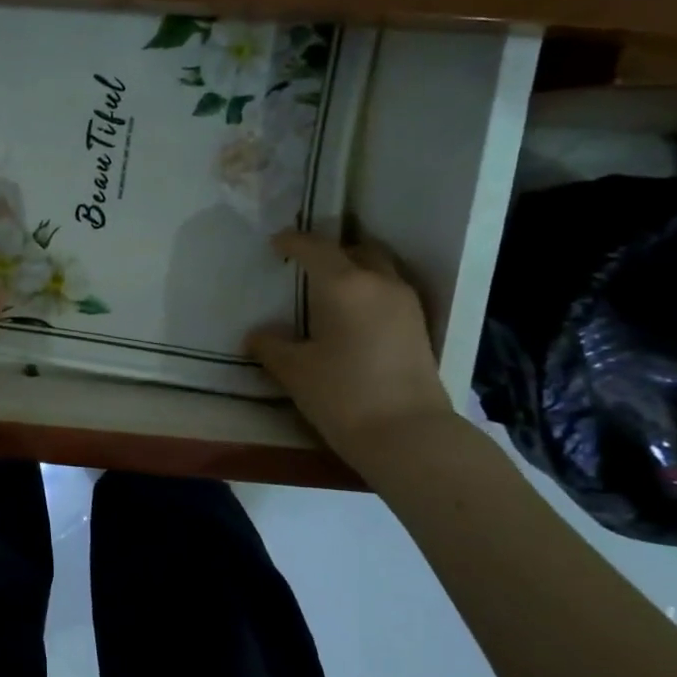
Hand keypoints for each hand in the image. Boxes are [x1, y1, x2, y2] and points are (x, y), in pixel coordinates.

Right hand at [247, 230, 455, 467]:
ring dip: (354, 270)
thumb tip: (258, 335)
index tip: (276, 244)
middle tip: (306, 266)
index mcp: (344, 284)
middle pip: (355, 250)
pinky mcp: (419, 326)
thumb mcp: (294, 370)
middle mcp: (379, 283)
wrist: (408, 435)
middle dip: (330, 252)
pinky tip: (352, 316)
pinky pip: (389, 291)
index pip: (315, 248)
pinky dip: (369, 291)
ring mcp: (405, 303)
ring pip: (378, 269)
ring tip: (328, 290)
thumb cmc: (343, 394)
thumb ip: (271, 345)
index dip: (293, 242)